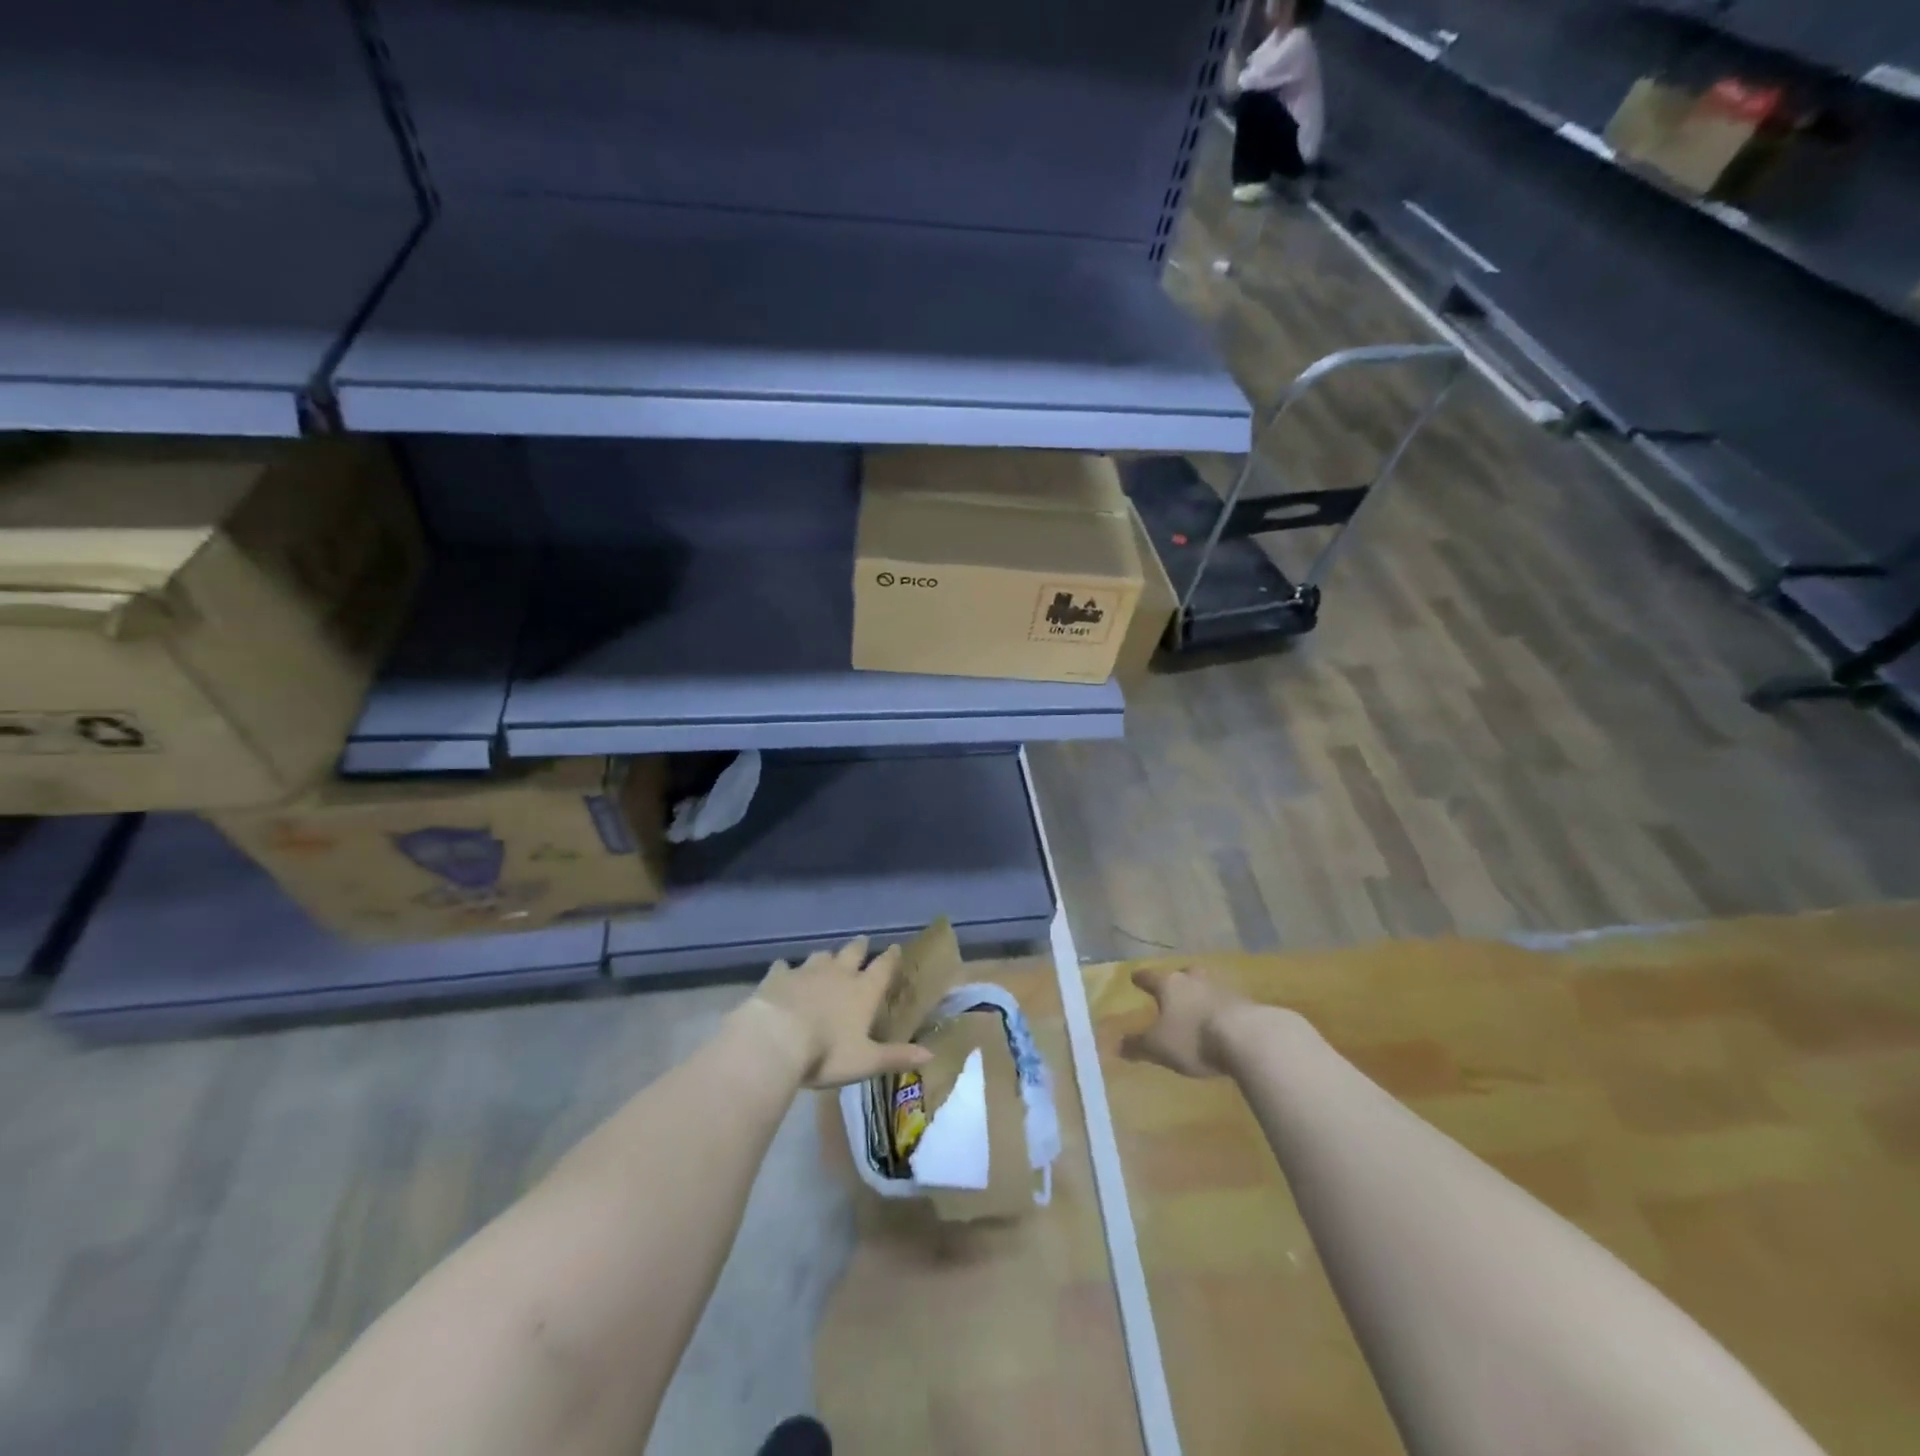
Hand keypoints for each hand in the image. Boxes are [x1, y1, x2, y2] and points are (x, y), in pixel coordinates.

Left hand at [751, 937, 933, 1089]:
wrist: (777, 1039)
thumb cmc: (827, 1053)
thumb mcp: (866, 1061)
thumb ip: (896, 1056)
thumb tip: (931, 1054)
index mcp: (863, 992)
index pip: (882, 968)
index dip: (890, 958)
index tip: (895, 947)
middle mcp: (838, 974)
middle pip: (852, 953)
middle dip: (859, 947)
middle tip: (863, 942)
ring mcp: (807, 972)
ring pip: (821, 956)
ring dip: (827, 956)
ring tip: (827, 957)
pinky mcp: (779, 977)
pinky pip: (784, 966)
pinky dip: (787, 968)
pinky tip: (784, 970)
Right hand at [1120, 967, 1260, 1078]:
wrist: (1248, 1038)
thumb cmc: (1194, 1037)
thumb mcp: (1159, 1047)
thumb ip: (1138, 1045)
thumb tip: (1116, 1044)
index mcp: (1170, 985)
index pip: (1150, 977)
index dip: (1141, 979)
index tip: (1135, 977)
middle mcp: (1194, 980)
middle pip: (1183, 975)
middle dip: (1176, 980)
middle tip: (1172, 987)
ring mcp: (1223, 989)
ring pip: (1206, 985)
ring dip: (1200, 993)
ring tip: (1197, 1005)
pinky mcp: (1246, 1004)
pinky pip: (1226, 1002)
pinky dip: (1220, 1008)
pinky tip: (1221, 1020)